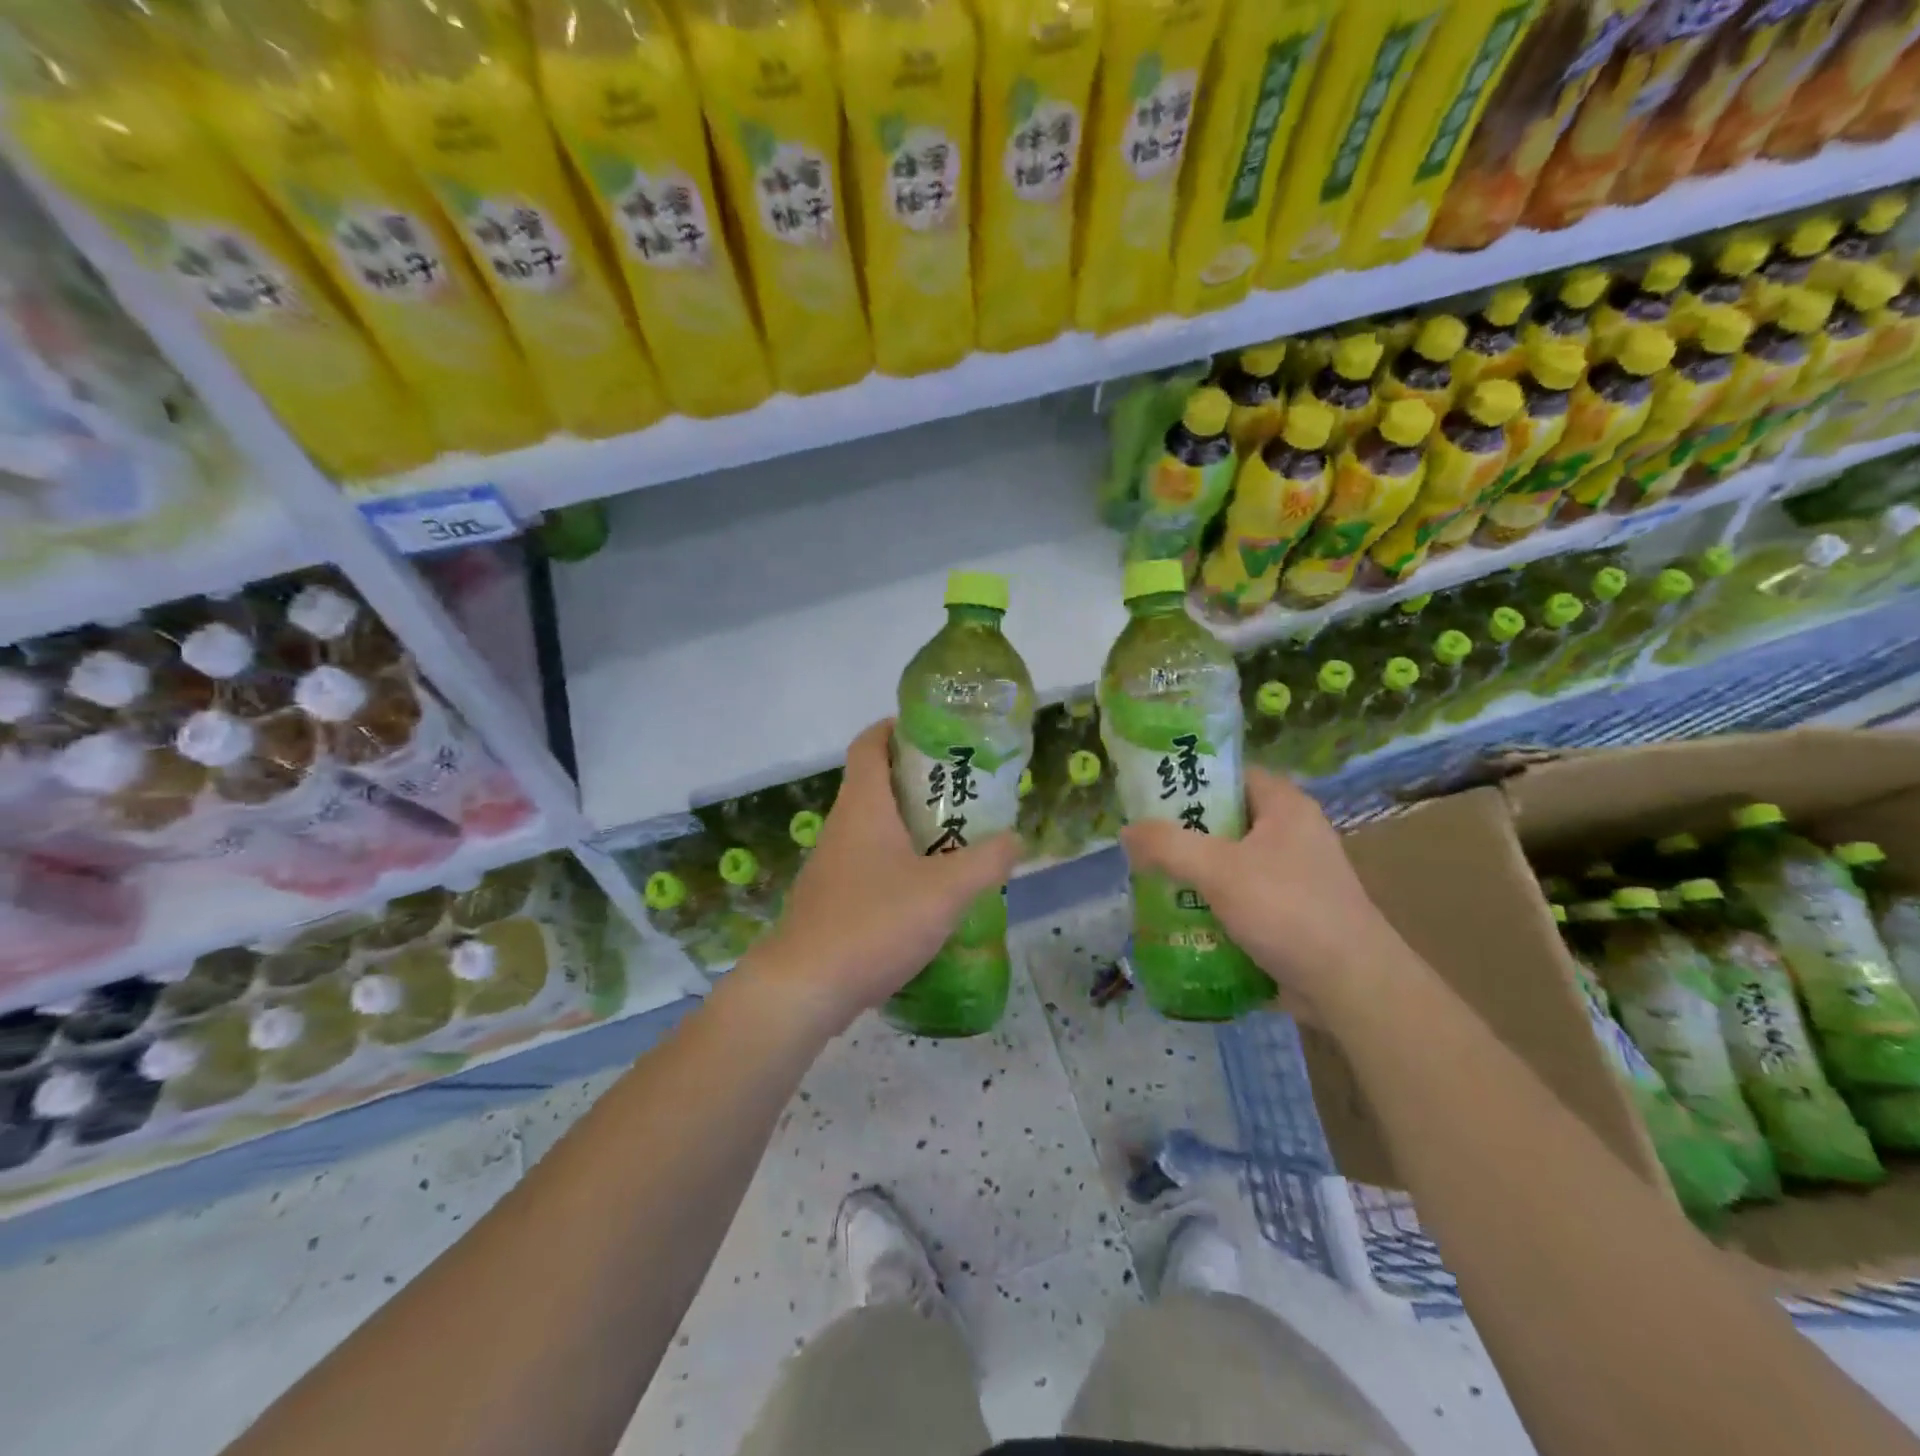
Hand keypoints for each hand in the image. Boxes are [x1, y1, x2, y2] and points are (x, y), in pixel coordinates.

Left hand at [735, 719, 1020, 1036]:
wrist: (804, 988)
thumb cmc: (873, 923)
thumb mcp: (944, 891)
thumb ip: (987, 862)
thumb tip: (1016, 839)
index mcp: (863, 806)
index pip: (869, 744)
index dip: (896, 727)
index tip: (934, 731)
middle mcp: (842, 827)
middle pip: (877, 785)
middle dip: (919, 781)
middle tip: (965, 791)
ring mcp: (833, 866)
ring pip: (875, 829)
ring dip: (912, 827)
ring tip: (957, 840)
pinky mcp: (831, 900)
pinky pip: (870, 866)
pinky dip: (899, 864)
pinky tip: (928, 893)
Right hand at [1119, 768, 1400, 1018]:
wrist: (1349, 987)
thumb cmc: (1287, 910)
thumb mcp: (1219, 869)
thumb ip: (1168, 845)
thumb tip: (1126, 832)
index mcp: (1285, 807)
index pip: (1232, 775)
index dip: (1192, 778)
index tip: (1150, 793)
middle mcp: (1292, 834)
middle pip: (1226, 820)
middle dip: (1183, 833)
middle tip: (1142, 843)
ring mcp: (1293, 877)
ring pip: (1229, 863)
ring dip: (1193, 873)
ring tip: (1150, 881)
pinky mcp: (1289, 914)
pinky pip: (1239, 898)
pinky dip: (1211, 904)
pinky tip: (1178, 917)